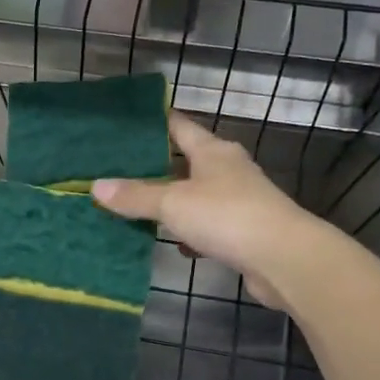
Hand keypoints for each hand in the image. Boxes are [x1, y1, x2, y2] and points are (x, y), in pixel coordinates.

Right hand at [92, 114, 323, 306]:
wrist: (283, 258)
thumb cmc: (226, 216)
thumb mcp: (173, 203)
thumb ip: (135, 196)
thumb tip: (96, 187)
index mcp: (212, 151)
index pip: (178, 125)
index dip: (153, 122)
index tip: (125, 124)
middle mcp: (227, 169)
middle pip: (185, 161)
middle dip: (155, 165)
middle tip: (117, 169)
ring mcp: (238, 200)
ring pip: (196, 195)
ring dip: (171, 201)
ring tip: (135, 206)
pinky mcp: (243, 231)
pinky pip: (207, 225)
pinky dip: (189, 231)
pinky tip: (172, 242)